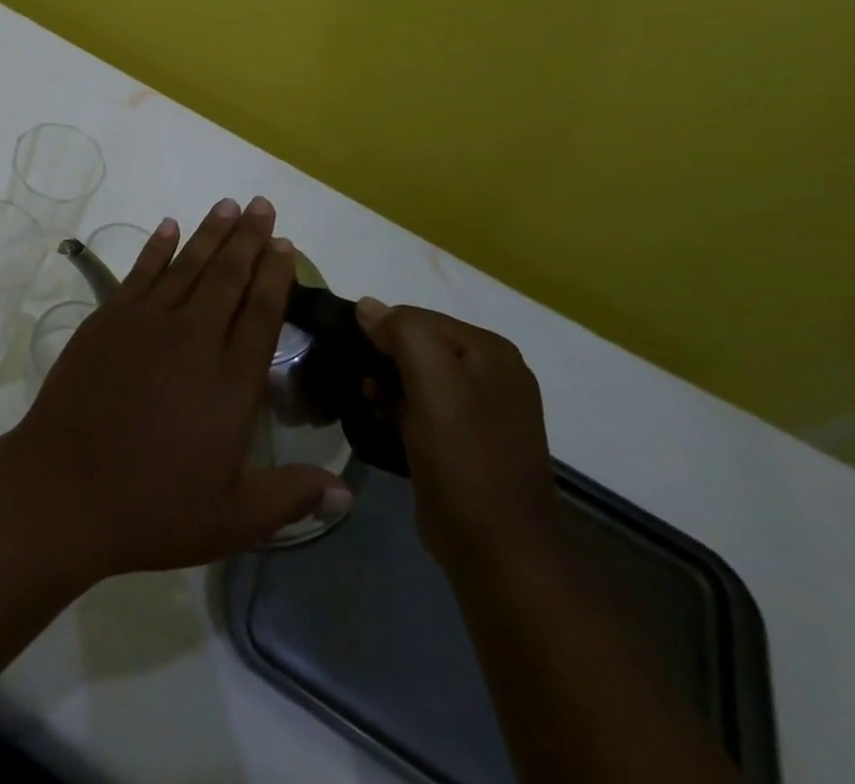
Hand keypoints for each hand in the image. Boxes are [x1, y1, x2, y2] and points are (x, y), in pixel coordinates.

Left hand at [8, 197, 350, 578]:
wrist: (65, 488)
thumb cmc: (153, 506)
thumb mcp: (233, 517)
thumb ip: (291, 497)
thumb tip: (347, 494)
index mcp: (231, 381)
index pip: (262, 312)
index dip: (276, 274)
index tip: (284, 244)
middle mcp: (193, 338)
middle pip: (228, 275)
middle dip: (248, 237)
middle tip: (262, 205)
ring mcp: (146, 322)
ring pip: (187, 264)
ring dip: (210, 232)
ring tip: (228, 205)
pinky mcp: (108, 319)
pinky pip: (140, 272)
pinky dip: (157, 246)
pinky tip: (169, 226)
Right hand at [356, 300, 562, 575]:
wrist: (496, 546)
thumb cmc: (462, 454)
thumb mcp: (431, 378)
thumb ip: (402, 331)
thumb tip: (368, 307)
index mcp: (490, 351)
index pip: (417, 317)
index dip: (382, 332)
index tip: (357, 358)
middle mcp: (494, 374)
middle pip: (419, 346)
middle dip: (384, 359)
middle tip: (363, 385)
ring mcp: (485, 412)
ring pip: (419, 378)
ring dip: (388, 386)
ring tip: (369, 404)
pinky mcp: (469, 443)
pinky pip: (425, 409)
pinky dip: (400, 410)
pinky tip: (384, 424)